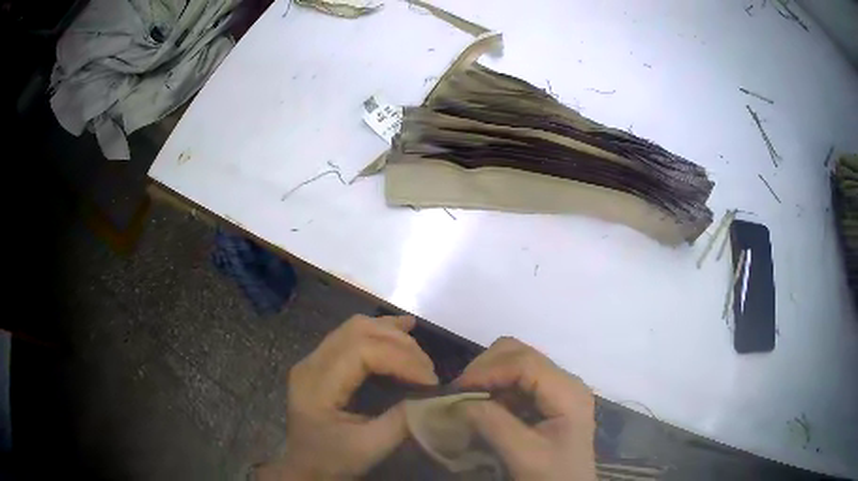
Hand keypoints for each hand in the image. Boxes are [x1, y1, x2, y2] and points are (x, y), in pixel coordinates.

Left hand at [257, 315, 438, 479]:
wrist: (304, 468)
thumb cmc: (332, 460)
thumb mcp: (369, 448)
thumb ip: (401, 421)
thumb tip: (432, 396)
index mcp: (316, 384)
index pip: (361, 351)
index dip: (401, 360)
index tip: (430, 382)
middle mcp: (311, 363)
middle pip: (358, 332)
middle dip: (401, 345)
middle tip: (428, 371)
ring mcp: (313, 359)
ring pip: (356, 327)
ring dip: (392, 335)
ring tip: (420, 355)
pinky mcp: (322, 362)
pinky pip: (352, 335)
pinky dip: (381, 331)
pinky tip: (403, 328)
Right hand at [456, 337, 595, 480]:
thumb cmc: (553, 476)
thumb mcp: (524, 454)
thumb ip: (493, 424)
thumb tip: (458, 401)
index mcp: (567, 391)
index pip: (524, 362)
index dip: (487, 370)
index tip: (456, 390)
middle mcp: (565, 381)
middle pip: (519, 353)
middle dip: (485, 369)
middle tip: (460, 395)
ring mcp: (558, 388)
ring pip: (516, 363)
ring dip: (488, 377)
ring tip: (469, 401)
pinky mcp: (549, 399)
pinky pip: (517, 381)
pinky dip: (495, 388)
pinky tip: (485, 408)